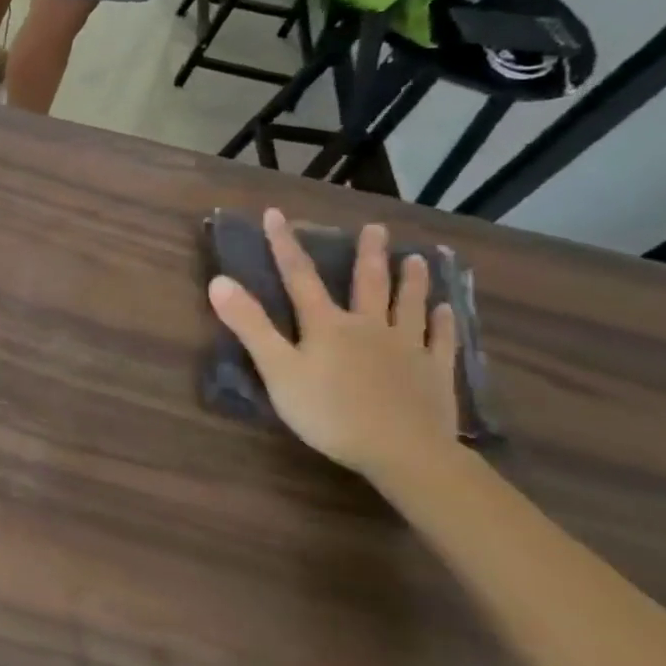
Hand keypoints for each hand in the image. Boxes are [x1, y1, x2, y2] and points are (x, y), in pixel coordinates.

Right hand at [208, 210, 459, 482]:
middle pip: (367, 283)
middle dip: (367, 254)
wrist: (403, 451)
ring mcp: (406, 348)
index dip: (285, 244)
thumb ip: (249, 325)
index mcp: (326, 325)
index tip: (276, 214)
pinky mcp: (434, 373)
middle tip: (376, 228)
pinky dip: (443, 323)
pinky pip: (440, 340)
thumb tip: (218, 280)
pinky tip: (447, 310)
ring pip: (408, 305)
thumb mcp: (277, 370)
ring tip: (417, 259)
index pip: (299, 276)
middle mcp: (368, 326)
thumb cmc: (329, 412)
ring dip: (411, 281)